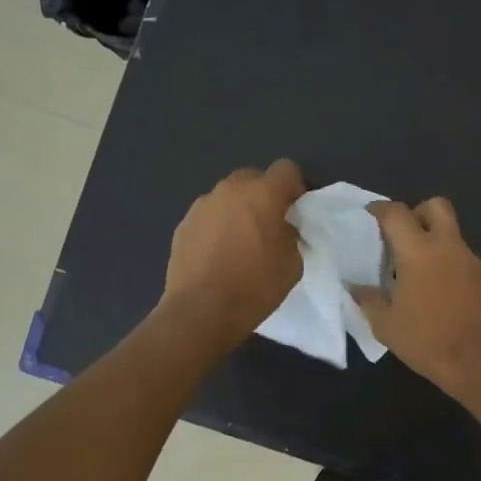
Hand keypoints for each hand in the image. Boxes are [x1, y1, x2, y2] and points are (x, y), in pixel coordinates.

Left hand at [161, 160, 306, 346]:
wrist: (201, 311)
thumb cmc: (255, 287)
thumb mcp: (293, 264)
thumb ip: (291, 236)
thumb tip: (282, 229)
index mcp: (263, 194)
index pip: (286, 169)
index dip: (295, 187)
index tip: (296, 210)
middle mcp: (230, 190)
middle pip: (253, 178)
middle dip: (264, 195)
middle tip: (269, 225)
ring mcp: (202, 205)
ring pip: (228, 197)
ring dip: (238, 210)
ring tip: (240, 242)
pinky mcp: (183, 224)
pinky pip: (209, 216)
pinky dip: (217, 227)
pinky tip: (218, 255)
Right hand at [351, 197, 480, 397]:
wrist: (479, 362)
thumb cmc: (426, 340)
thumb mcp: (385, 324)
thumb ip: (369, 299)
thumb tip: (356, 287)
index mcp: (418, 251)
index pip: (396, 213)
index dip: (379, 209)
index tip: (368, 216)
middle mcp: (446, 246)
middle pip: (435, 206)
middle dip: (416, 212)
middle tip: (399, 236)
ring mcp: (468, 260)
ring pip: (450, 230)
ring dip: (431, 236)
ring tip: (411, 266)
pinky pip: (458, 253)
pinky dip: (443, 258)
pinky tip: (431, 285)